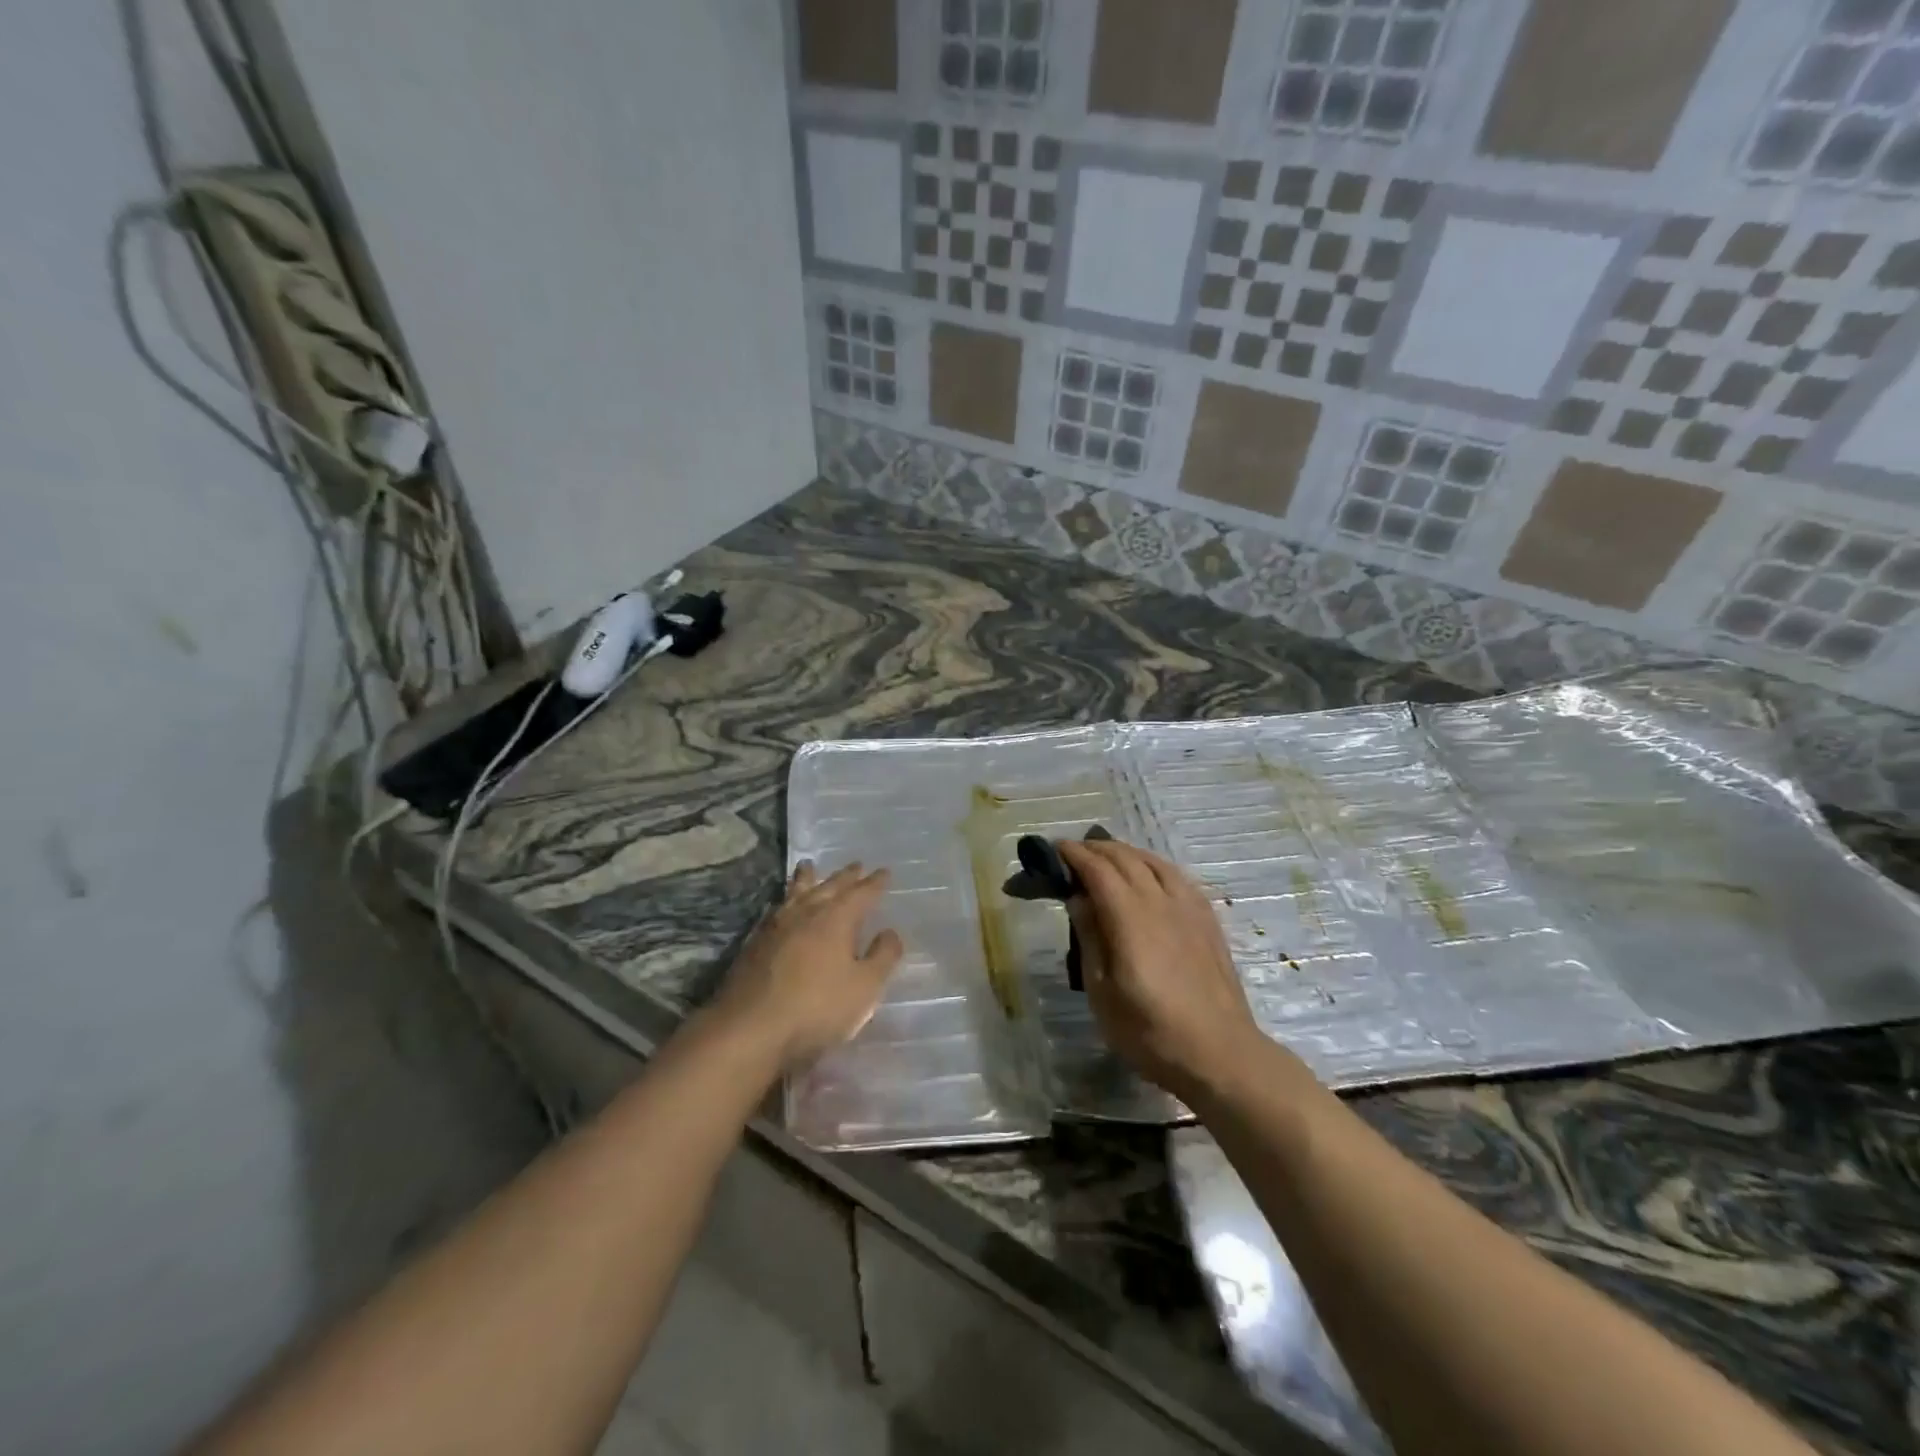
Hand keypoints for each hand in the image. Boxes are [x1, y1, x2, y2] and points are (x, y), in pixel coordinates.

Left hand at [710, 862, 903, 1069]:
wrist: (749, 1028)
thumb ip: (883, 957)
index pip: (861, 893)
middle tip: (856, 865)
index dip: (875, 883)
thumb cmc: (816, 1007)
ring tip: (809, 866)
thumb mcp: (864, 987)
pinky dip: (786, 899)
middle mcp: (806, 912)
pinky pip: (777, 908)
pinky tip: (783, 905)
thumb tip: (890, 932)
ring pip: (796, 892)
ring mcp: (776, 925)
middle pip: (829, 886)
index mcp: (836, 918)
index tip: (884, 872)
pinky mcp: (754, 942)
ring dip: (807, 878)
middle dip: (845, 876)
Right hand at [1058, 838, 1266, 1102]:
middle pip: (1127, 859)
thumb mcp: (1102, 992)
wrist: (1219, 1053)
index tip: (1056, 849)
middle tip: (1075, 852)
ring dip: (1127, 852)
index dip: (1075, 855)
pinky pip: (1178, 877)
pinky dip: (1156, 866)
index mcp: (1130, 918)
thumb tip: (1078, 898)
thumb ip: (1090, 938)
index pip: (1098, 870)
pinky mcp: (1208, 921)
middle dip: (1097, 849)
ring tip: (1109, 856)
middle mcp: (1160, 902)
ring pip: (1155, 862)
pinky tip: (1151, 875)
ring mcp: (1189, 909)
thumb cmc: (1150, 1031)